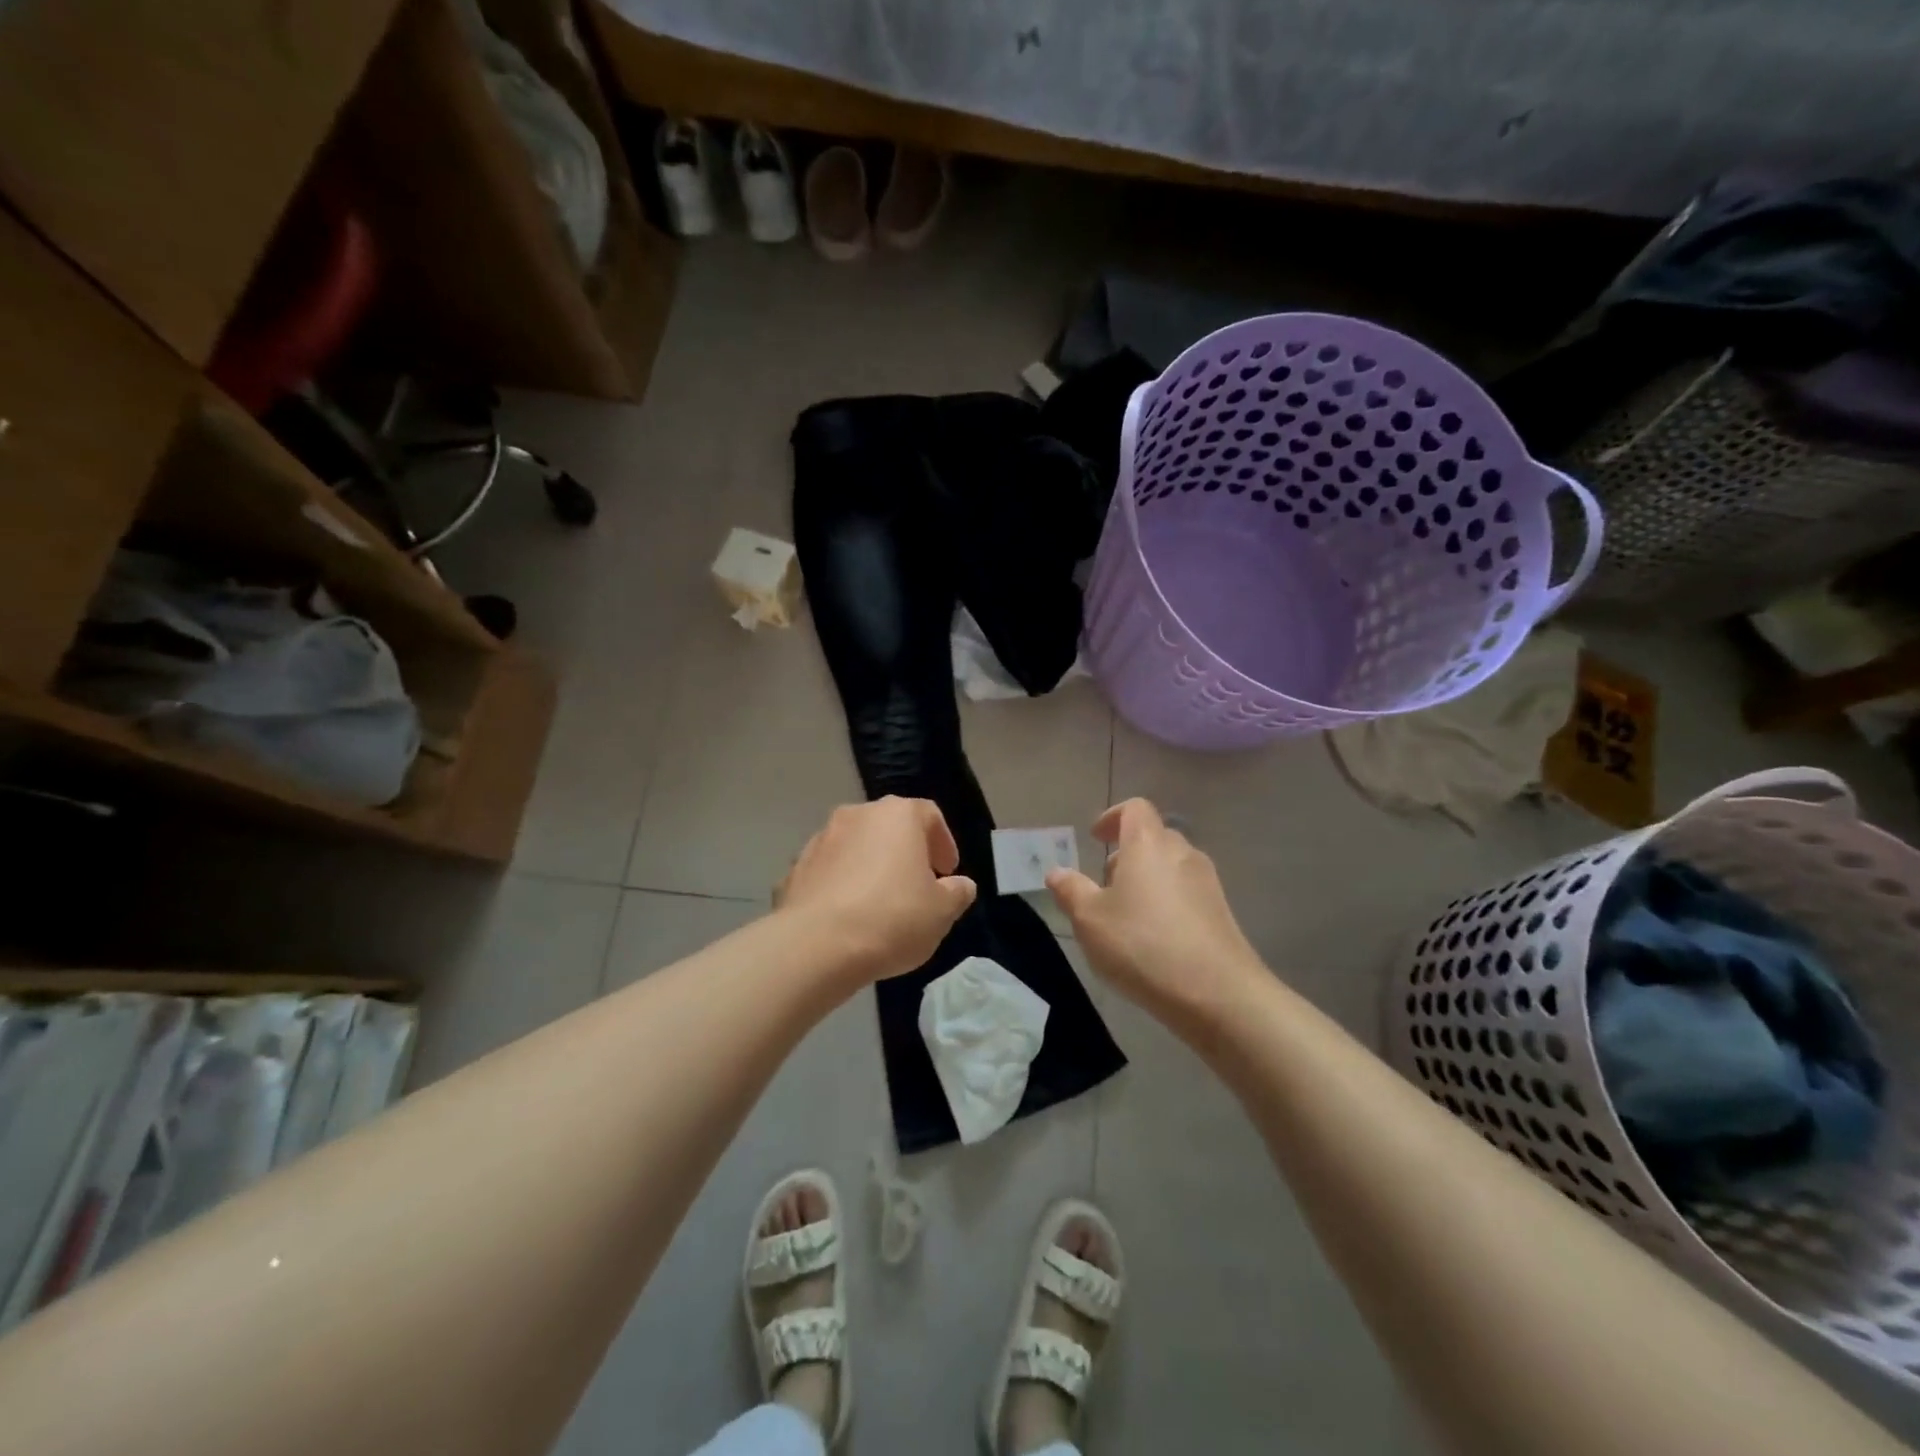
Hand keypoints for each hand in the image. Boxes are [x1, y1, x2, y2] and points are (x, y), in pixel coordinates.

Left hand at [777, 797, 977, 981]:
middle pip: (890, 827)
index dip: (943, 842)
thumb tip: (960, 885)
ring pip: (856, 847)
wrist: (816, 946)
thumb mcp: (942, 911)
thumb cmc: (892, 919)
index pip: (929, 815)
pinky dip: (841, 886)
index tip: (947, 873)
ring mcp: (821, 839)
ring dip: (870, 867)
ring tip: (880, 905)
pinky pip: (829, 871)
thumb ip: (957, 892)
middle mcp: (857, 815)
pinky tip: (848, 918)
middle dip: (906, 853)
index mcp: (897, 815)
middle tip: (917, 886)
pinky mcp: (795, 868)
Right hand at [1046, 799, 1263, 1028]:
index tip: (1096, 838)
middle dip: (1127, 854)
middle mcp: (1182, 853)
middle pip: (1154, 837)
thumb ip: (1071, 890)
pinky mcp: (1222, 913)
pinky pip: (1187, 893)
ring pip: (1171, 867)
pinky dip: (1167, 902)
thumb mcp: (1090, 920)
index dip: (1113, 817)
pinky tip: (1154, 939)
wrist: (1217, 993)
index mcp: (1148, 844)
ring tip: (1127, 916)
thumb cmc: (1142, 945)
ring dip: (1147, 880)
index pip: (1135, 808)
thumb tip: (1056, 872)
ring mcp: (1207, 883)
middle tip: (1105, 884)